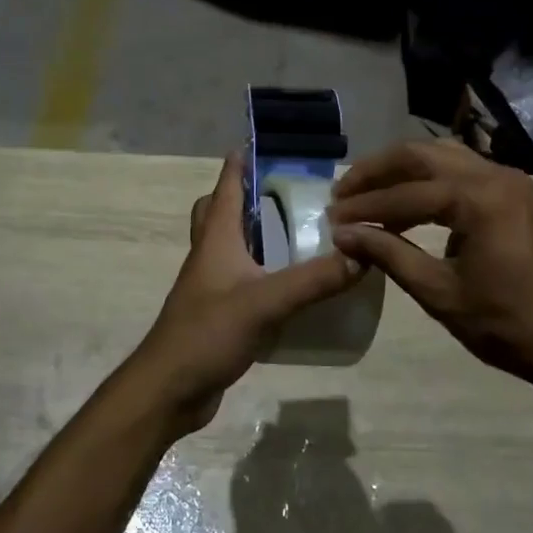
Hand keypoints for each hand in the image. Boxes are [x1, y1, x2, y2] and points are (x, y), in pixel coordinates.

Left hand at [126, 153, 364, 431]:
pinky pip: (239, 278)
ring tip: (295, 231)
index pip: (225, 187)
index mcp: (216, 239)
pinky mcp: (217, 313)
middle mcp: (210, 254)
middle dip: (243, 196)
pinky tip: (288, 283)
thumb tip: (363, 255)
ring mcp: (210, 285)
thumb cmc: (208, 333)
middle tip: (281, 192)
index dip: (239, 163)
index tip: (259, 143)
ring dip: (253, 233)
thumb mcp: (266, 302)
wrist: (169, 389)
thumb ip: (314, 280)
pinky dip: (259, 270)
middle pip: (218, 212)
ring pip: (229, 245)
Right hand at [328, 141, 532, 388]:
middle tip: (342, 192)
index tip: (332, 219)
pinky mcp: (514, 192)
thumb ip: (389, 255)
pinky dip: (427, 179)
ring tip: (366, 191)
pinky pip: (460, 170)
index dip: (365, 207)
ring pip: (441, 156)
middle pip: (421, 155)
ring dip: (401, 170)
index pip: (406, 193)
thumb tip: (344, 234)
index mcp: (479, 199)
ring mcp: (509, 180)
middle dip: (377, 172)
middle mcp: (495, 175)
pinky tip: (406, 201)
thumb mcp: (440, 293)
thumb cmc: (507, 324)